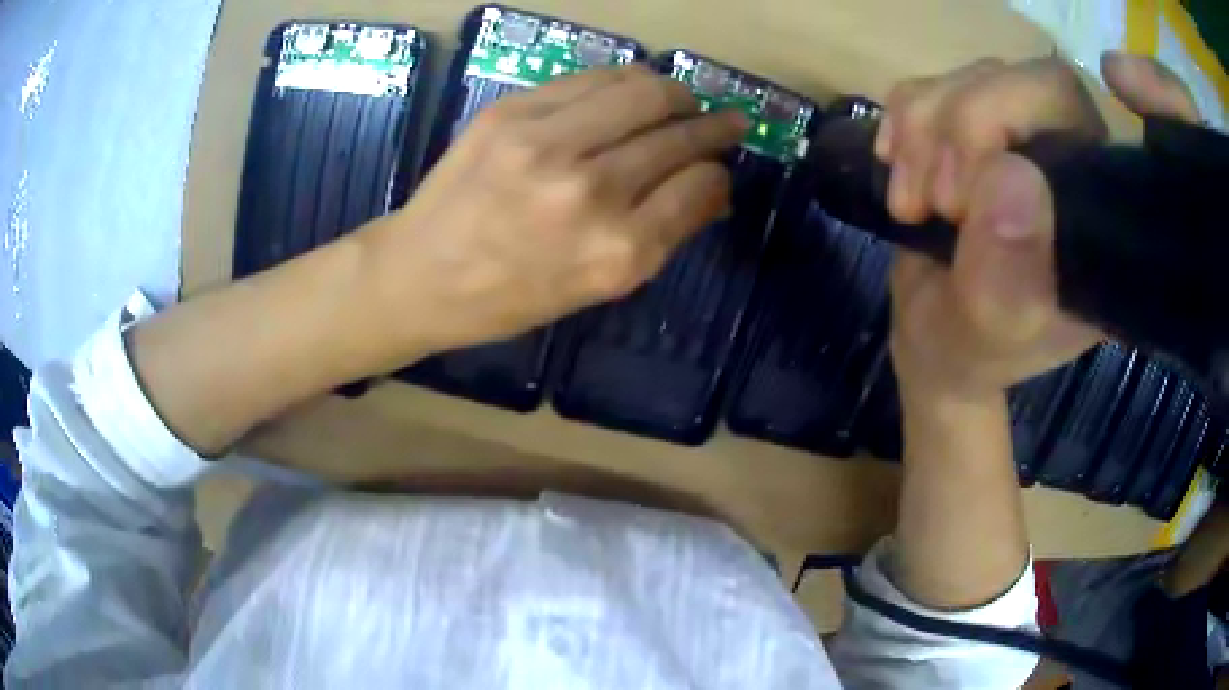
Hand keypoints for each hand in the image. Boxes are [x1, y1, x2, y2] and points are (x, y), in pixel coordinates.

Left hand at [355, 66, 746, 355]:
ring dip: (674, 93)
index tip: (717, 169)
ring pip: (645, 90)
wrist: (419, 274)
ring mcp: (547, 142)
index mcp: (617, 252)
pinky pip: (593, 79)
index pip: (700, 186)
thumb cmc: (508, 298)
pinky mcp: (512, 111)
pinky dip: (624, 82)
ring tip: (679, 102)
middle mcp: (590, 191)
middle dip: (714, 126)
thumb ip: (661, 236)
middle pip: (679, 133)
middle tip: (725, 122)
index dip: (718, 174)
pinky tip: (628, 95)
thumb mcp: (595, 288)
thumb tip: (710, 189)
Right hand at [879, 53, 1200, 402]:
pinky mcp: (971, 127)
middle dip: (957, 129)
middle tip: (934, 202)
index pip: (1069, 106)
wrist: (934, 338)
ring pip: (967, 80)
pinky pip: (928, 88)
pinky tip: (898, 173)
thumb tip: (1011, 174)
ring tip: (912, 205)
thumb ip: (1009, 272)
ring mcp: (1017, 134)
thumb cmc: (972, 348)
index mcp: (1096, 207)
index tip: (963, 194)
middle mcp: (1067, 157)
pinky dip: (899, 126)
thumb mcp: (991, 330)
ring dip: (920, 136)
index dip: (1011, 113)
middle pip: (1016, 79)